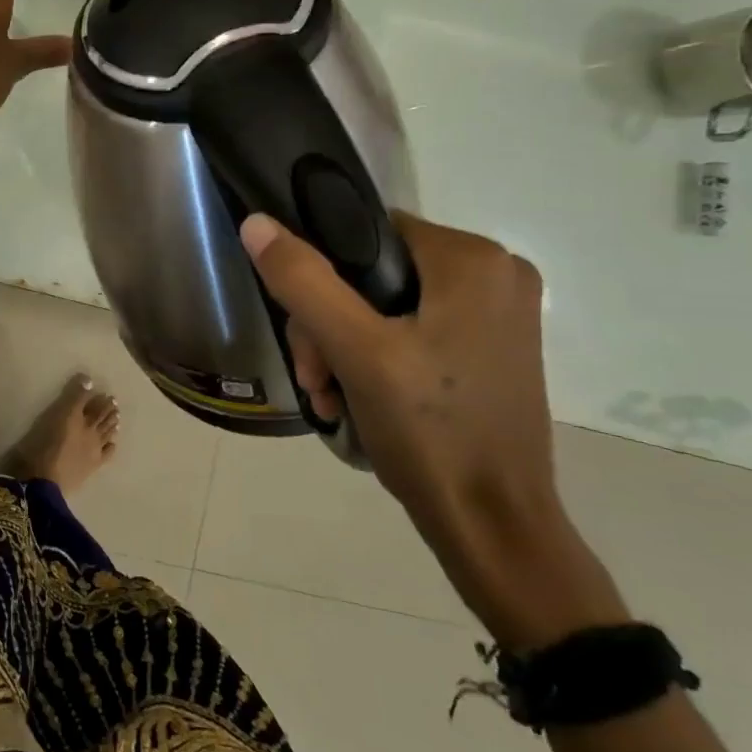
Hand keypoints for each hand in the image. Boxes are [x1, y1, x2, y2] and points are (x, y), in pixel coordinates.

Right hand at [239, 211, 561, 550]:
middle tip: (315, 377)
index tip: (303, 330)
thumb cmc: (431, 433)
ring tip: (329, 397)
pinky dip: (374, 360)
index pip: (365, 231)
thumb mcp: (356, 351)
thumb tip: (257, 223)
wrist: (493, 529)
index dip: (320, 272)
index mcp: (473, 260)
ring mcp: (495, 316)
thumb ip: (304, 281)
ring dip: (342, 348)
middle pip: (372, 275)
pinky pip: (410, 332)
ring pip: (385, 306)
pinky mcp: (489, 351)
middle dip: (328, 326)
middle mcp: (494, 275)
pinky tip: (354, 400)